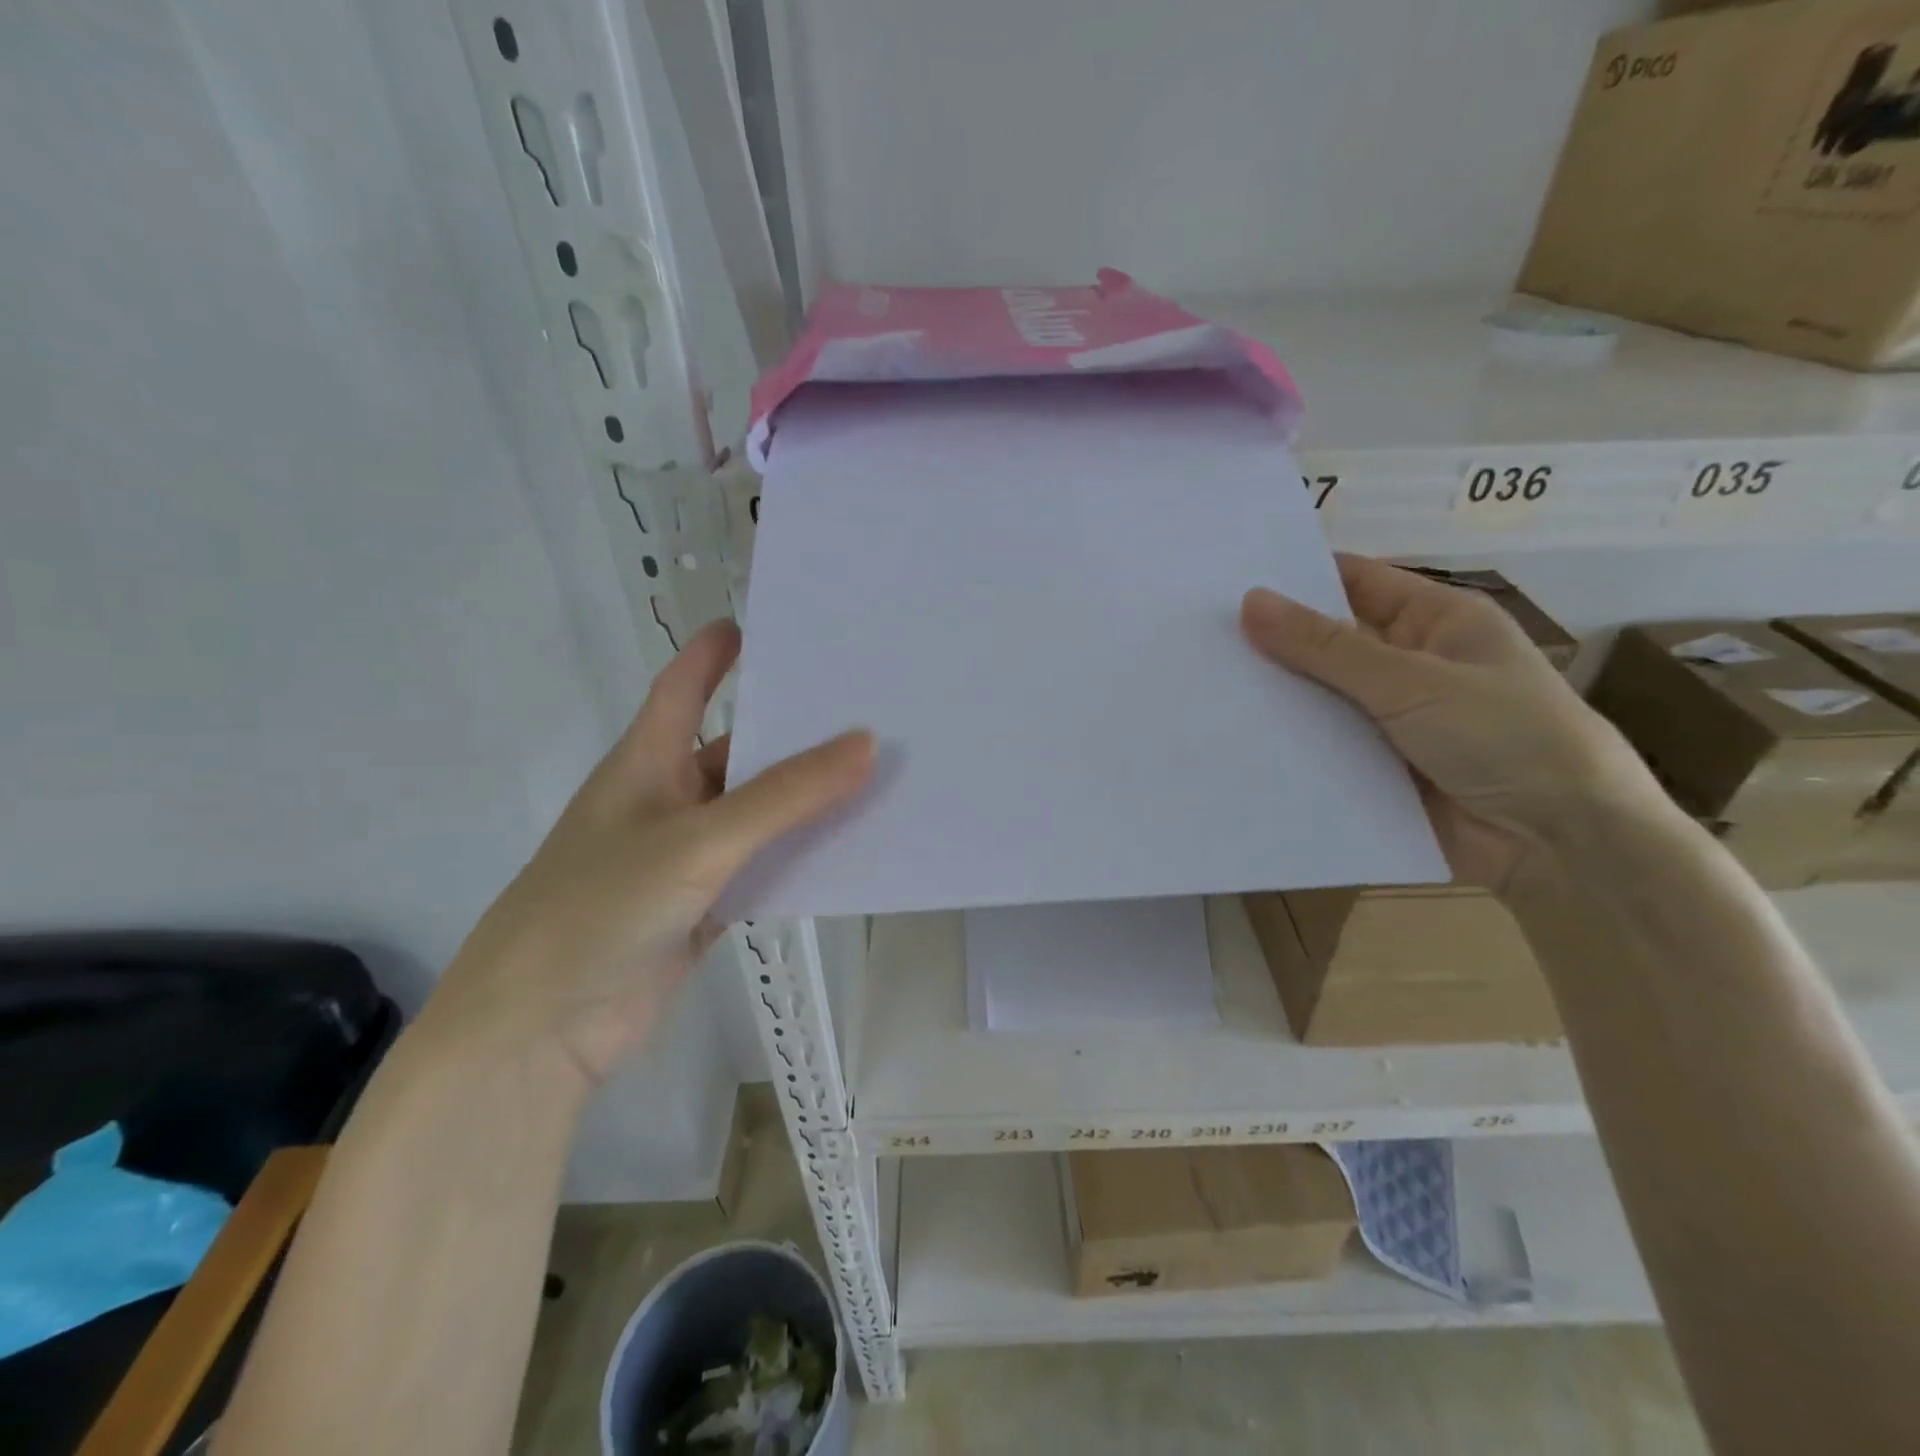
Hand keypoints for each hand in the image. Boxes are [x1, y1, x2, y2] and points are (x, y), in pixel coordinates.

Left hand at [421, 620, 872, 1086]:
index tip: (762, 624)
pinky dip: (799, 857)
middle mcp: (666, 801)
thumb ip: (785, 796)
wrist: (539, 1033)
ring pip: (757, 815)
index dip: (714, 653)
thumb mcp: (698, 841)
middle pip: (736, 752)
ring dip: (804, 799)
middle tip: (863, 705)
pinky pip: (762, 868)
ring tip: (876, 771)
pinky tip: (849, 848)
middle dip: (791, 731)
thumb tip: (867, 743)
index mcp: (646, 763)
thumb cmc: (599, 909)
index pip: (682, 687)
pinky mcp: (700, 907)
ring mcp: (684, 858)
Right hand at [1241, 554, 1653, 890]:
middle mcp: (1408, 665)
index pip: (1354, 583)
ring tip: (1201, 684)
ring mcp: (1389, 720)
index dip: (1297, 578)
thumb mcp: (1412, 682)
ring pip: (1319, 698)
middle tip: (1198, 635)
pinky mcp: (1373, 768)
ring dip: (1274, 697)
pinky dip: (1286, 744)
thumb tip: (1249, 602)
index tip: (1227, 580)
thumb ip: (1326, 648)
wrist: (1558, 845)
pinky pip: (1320, 747)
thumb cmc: (1504, 736)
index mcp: (1434, 622)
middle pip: (1328, 643)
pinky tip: (1232, 739)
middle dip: (1273, 642)